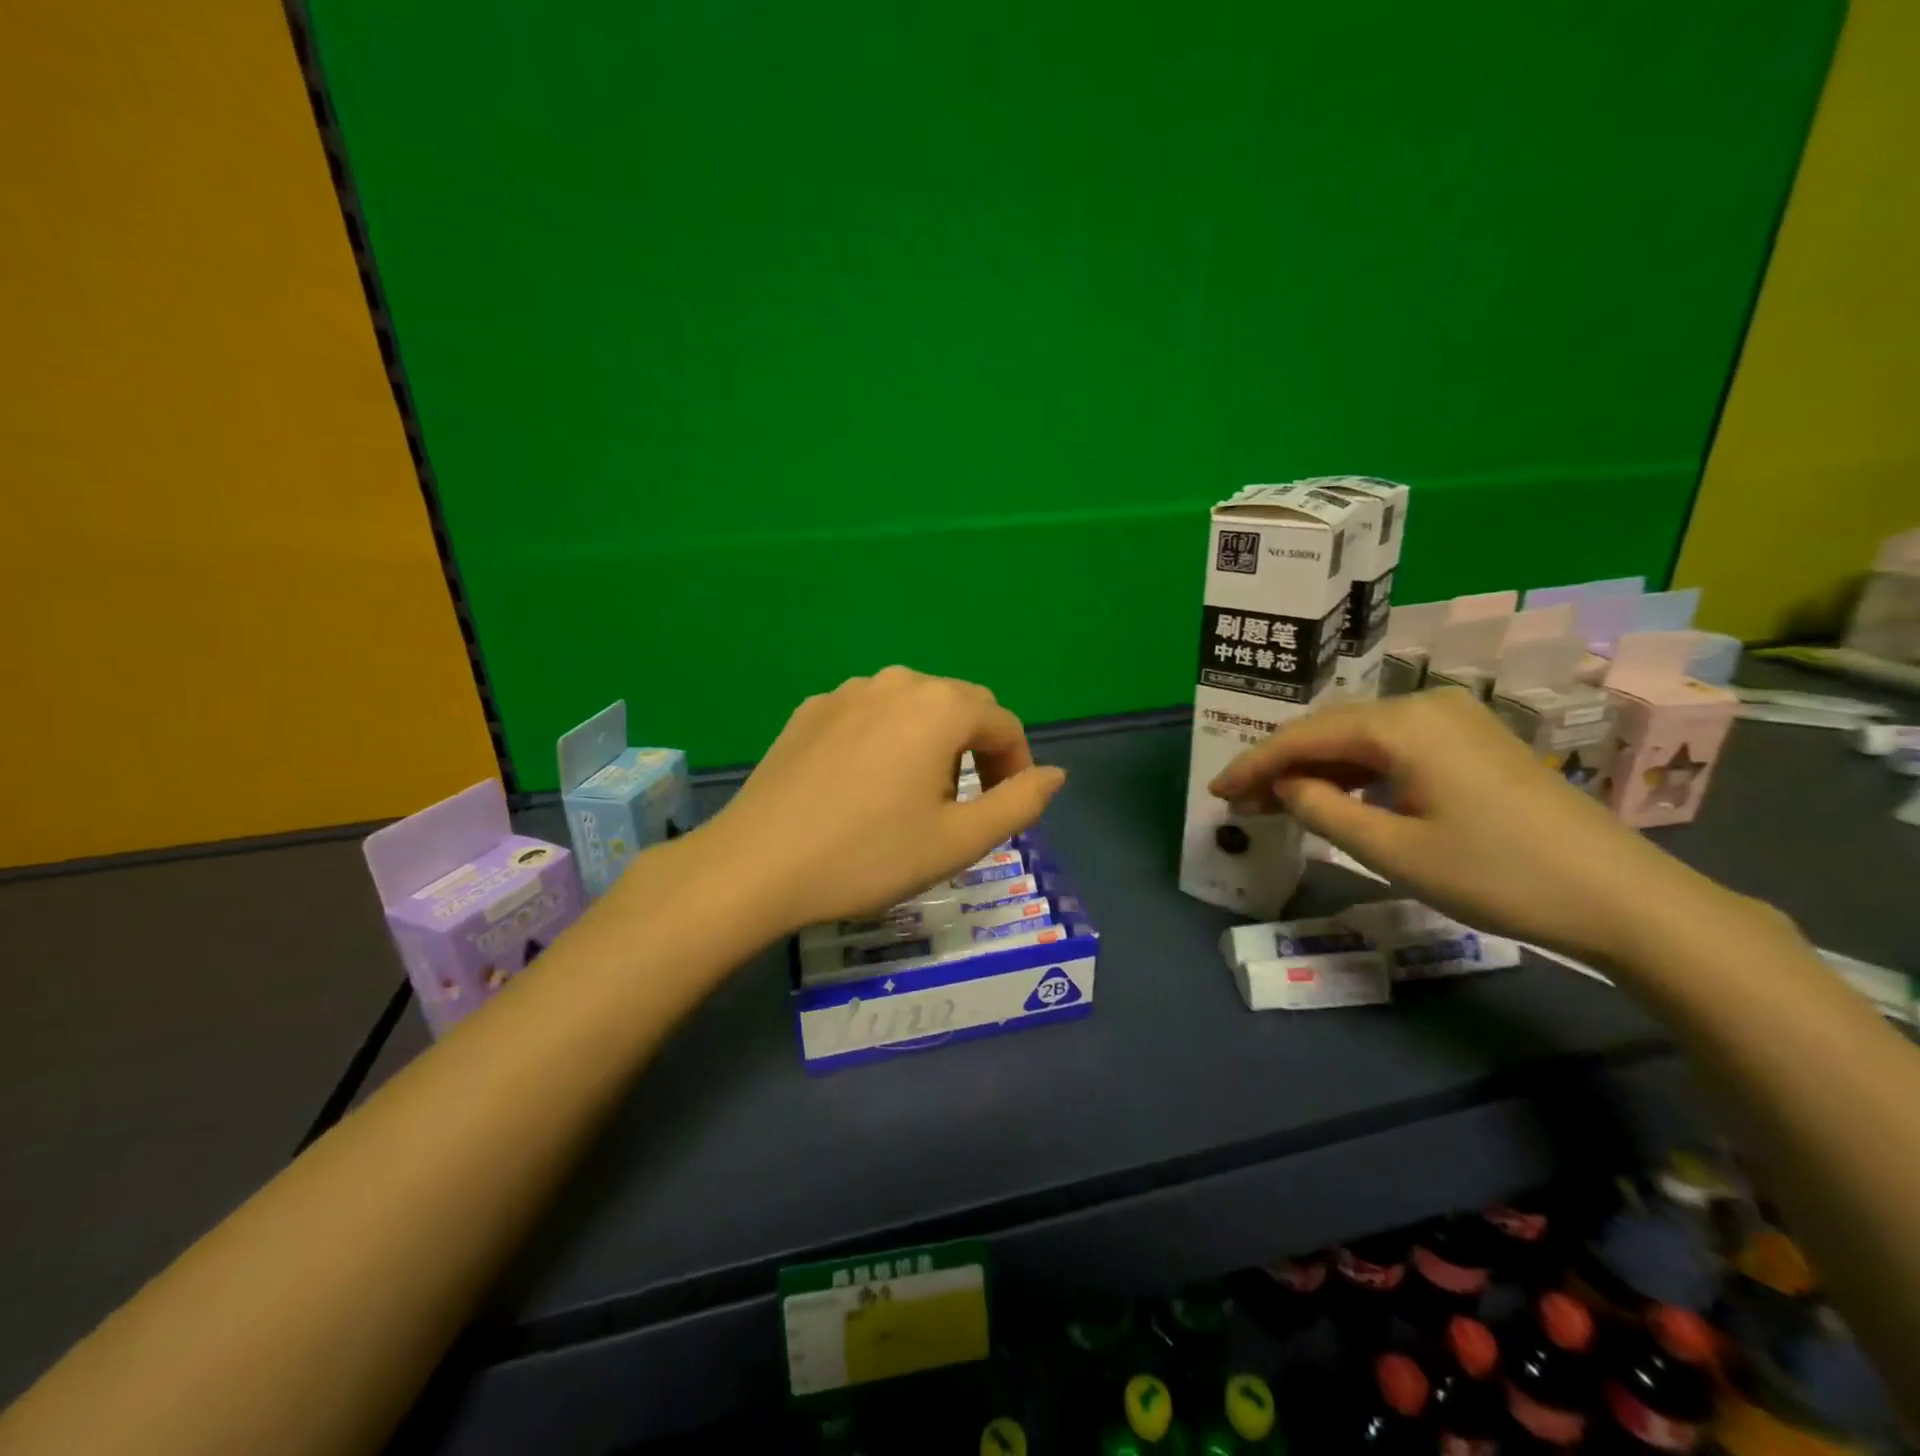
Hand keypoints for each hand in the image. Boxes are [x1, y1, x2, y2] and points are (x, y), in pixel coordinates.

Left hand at [697, 666, 1067, 933]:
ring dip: (932, 742)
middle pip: (961, 707)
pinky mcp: (811, 710)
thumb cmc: (869, 855)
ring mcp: (847, 691)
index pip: (1004, 724)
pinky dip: (887, 740)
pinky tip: (864, 784)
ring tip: (914, 796)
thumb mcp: (958, 841)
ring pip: (913, 707)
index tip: (1005, 809)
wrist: (757, 865)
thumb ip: (1019, 803)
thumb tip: (1055, 774)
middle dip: (976, 751)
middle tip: (963, 807)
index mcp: (940, 707)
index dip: (1017, 766)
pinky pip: (870, 714)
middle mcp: (897, 682)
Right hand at [1208, 688, 1729, 963]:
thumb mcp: (1393, 850)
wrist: (1624, 898)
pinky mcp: (1474, 742)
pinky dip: (1358, 770)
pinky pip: (1395, 746)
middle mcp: (1426, 705)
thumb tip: (1283, 786)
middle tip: (1241, 799)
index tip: (1217, 791)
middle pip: (1331, 728)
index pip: (1305, 736)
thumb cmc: (1497, 874)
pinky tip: (1340, 795)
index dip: (1254, 763)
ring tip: (1279, 800)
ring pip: (1362, 736)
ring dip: (1318, 767)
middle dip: (1282, 763)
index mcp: (1403, 724)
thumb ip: (1322, 810)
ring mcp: (1456, 720)